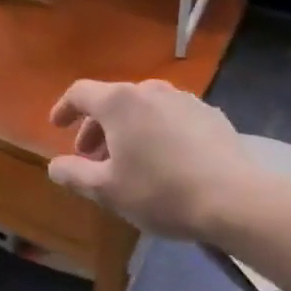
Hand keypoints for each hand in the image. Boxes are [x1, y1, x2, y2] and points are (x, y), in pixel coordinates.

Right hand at [48, 80, 281, 243]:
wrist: (236, 199)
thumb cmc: (161, 192)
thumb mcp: (108, 190)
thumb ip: (74, 175)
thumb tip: (55, 166)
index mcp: (119, 102)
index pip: (80, 93)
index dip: (64, 108)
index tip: (57, 125)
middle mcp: (149, 90)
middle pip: (112, 100)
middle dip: (96, 127)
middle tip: (91, 156)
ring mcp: (183, 99)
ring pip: (143, 108)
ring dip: (127, 129)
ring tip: (129, 159)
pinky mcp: (210, 115)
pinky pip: (171, 117)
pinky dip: (157, 131)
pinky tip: (165, 159)